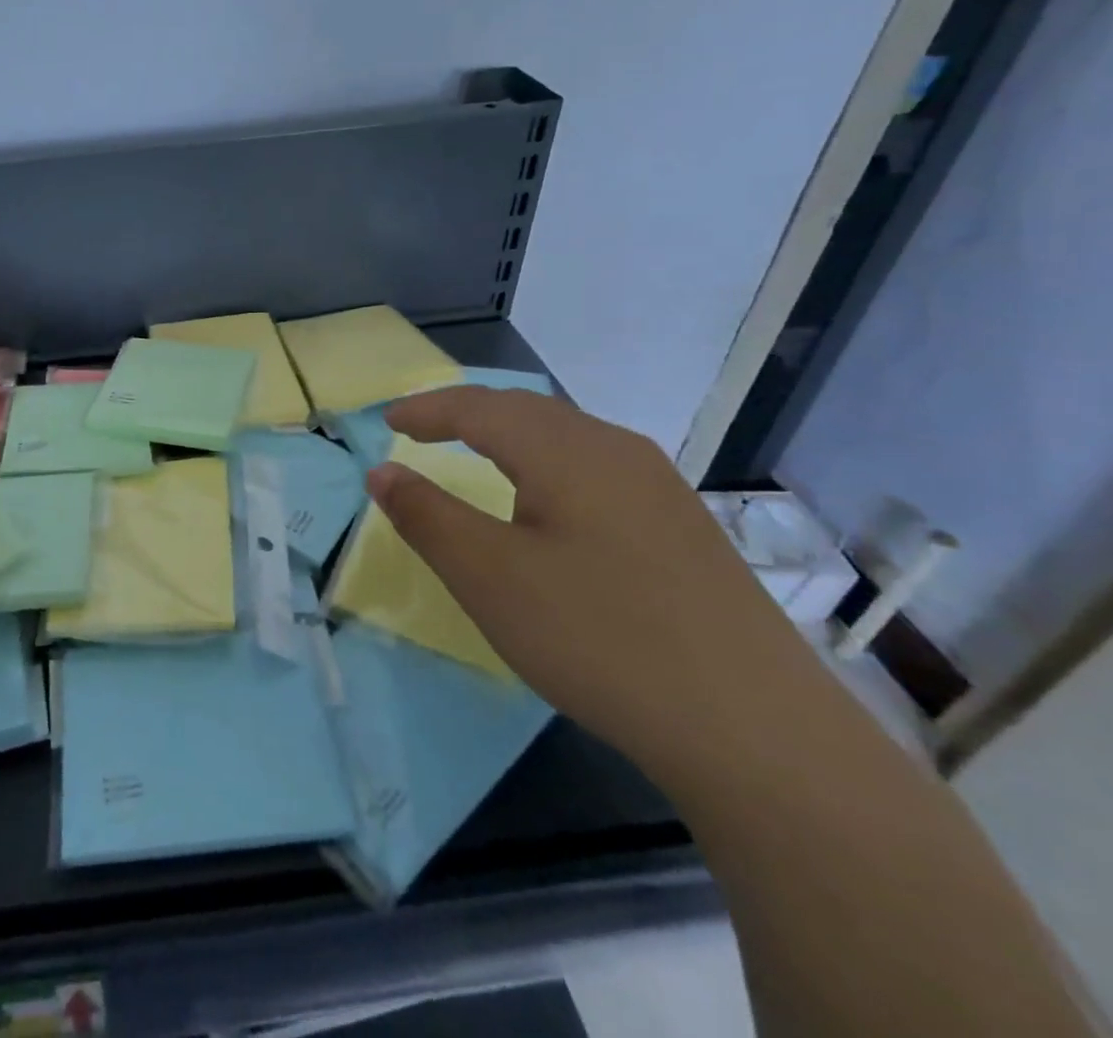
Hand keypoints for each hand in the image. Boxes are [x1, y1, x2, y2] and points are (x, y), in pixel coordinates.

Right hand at [367, 388, 829, 780]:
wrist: (756, 730)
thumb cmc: (598, 638)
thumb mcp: (488, 577)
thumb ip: (426, 516)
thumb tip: (381, 472)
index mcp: (565, 450)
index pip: (479, 408)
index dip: (427, 410)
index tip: (387, 423)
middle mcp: (616, 450)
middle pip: (525, 410)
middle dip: (466, 413)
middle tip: (421, 431)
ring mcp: (659, 487)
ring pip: (566, 436)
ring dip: (509, 435)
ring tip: (475, 455)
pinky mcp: (682, 526)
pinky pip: (596, 467)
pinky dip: (547, 463)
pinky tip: (549, 504)